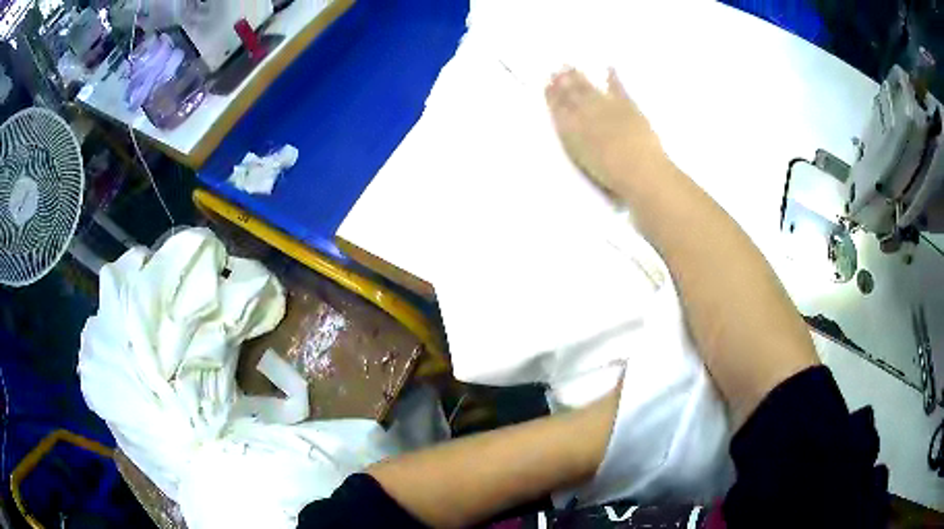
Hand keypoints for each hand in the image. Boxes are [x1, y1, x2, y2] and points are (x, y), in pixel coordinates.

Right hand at [545, 68, 667, 195]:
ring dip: (580, 78)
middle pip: (572, 95)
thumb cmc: (611, 177)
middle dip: (563, 83)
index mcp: (572, 131)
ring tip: (571, 67)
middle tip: (556, 70)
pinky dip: (614, 78)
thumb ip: (574, 141)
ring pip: (590, 89)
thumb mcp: (583, 161)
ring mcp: (608, 107)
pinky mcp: (629, 106)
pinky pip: (618, 88)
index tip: (547, 84)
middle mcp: (586, 114)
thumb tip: (566, 125)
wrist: (642, 171)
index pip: (559, 109)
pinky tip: (609, 68)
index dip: (552, 96)